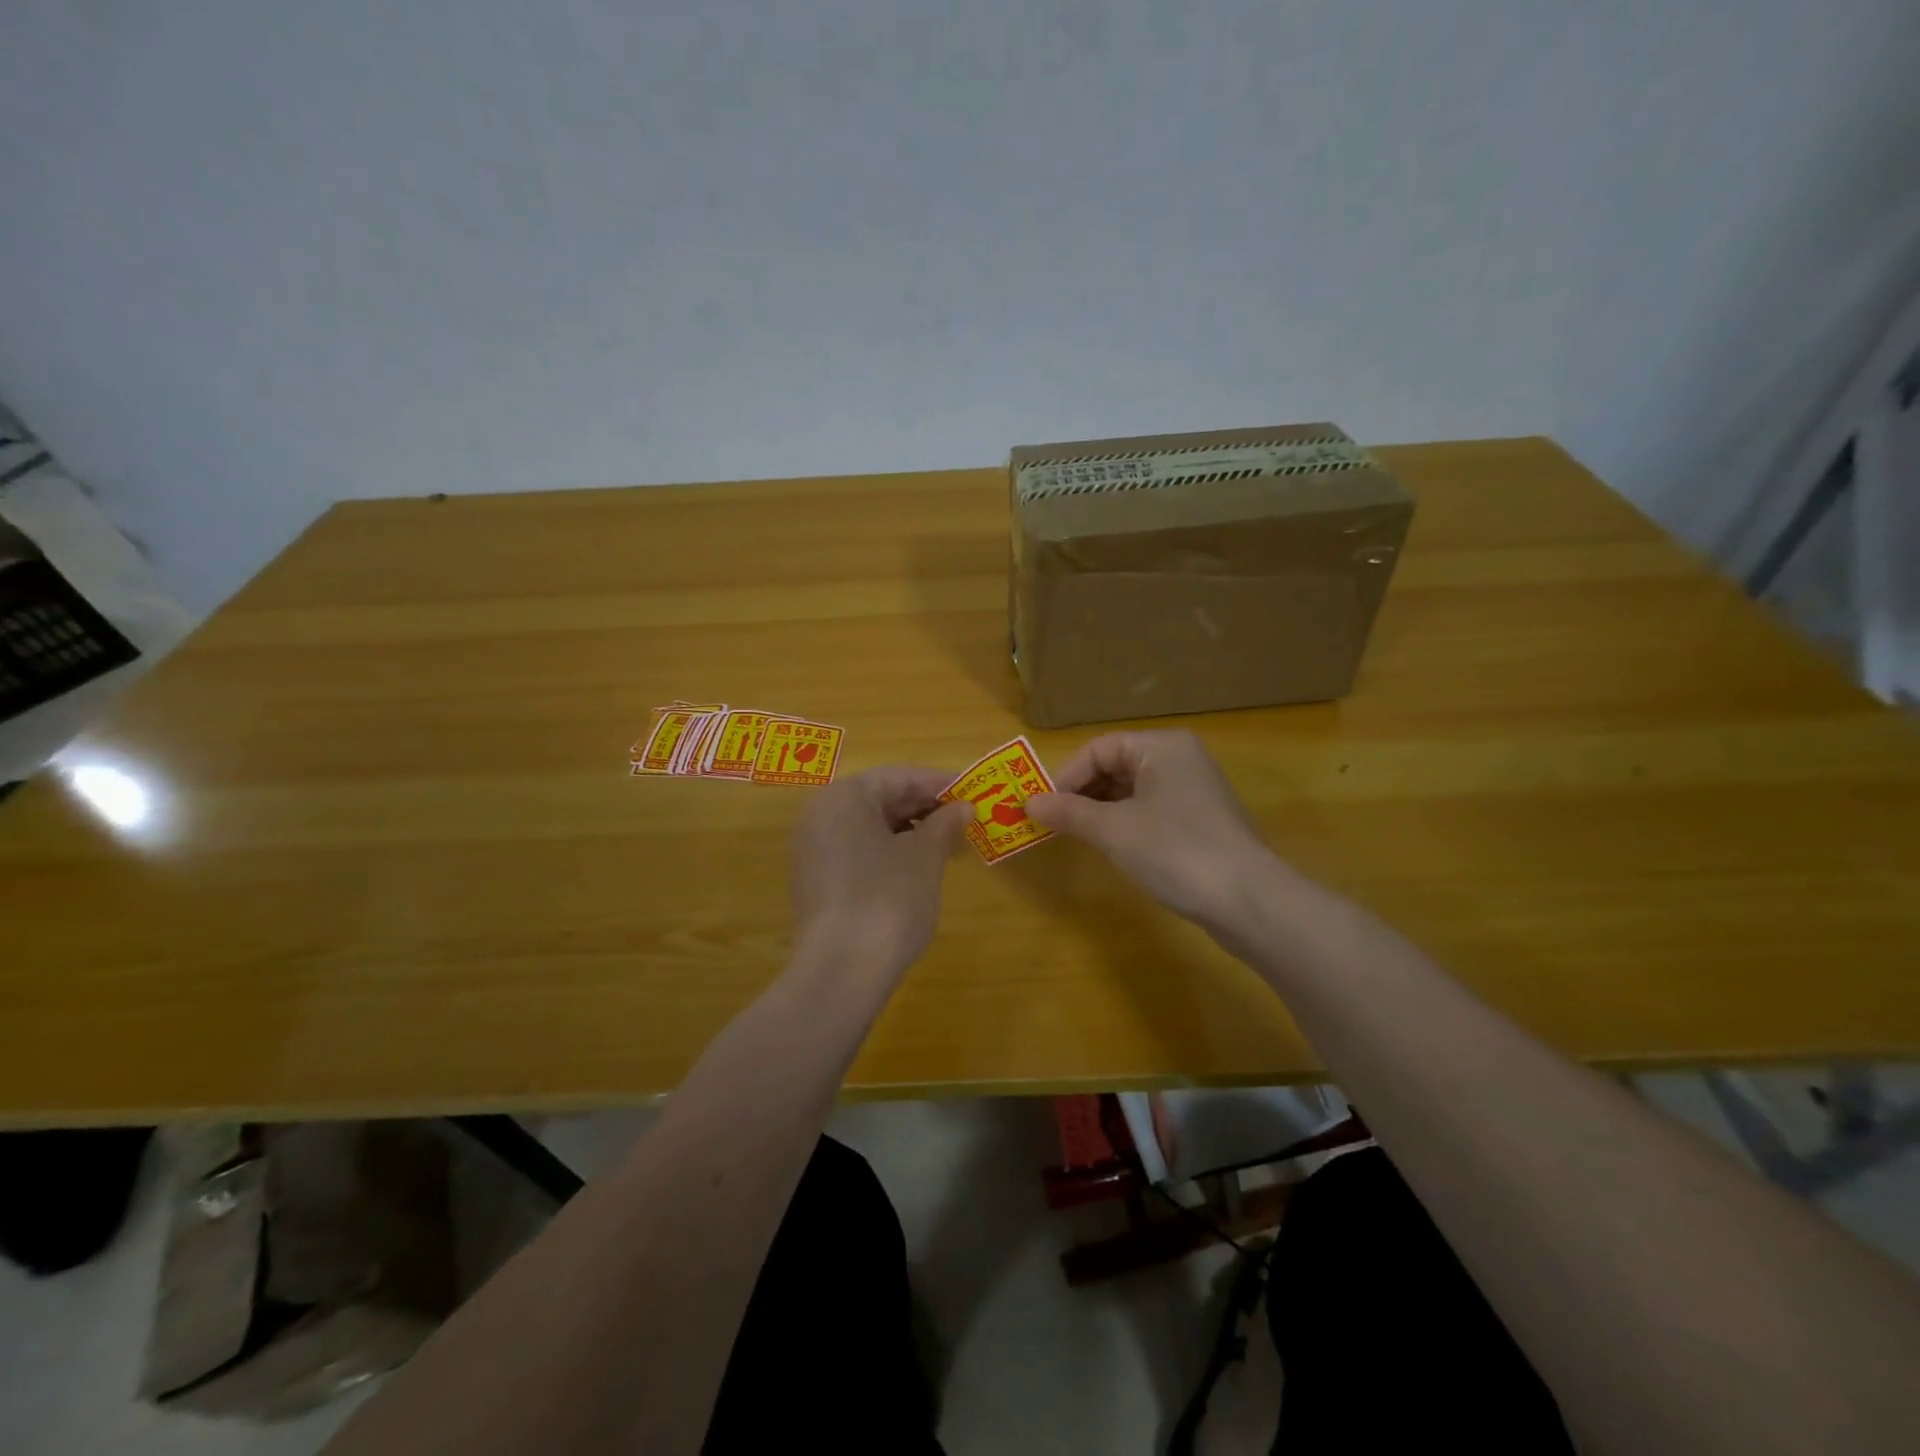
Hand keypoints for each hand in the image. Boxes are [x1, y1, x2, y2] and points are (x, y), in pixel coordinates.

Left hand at [788, 766, 971, 976]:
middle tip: (964, 821)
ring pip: (869, 828)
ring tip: (948, 847)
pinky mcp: (815, 882)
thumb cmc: (888, 899)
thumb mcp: (925, 857)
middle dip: (925, 808)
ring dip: (910, 832)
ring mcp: (813, 850)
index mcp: (844, 797)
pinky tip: (918, 870)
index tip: (972, 792)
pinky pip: (857, 852)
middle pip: (880, 799)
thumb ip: (945, 824)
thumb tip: (963, 808)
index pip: (898, 777)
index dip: (938, 783)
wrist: (841, 972)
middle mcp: (820, 815)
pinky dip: (889, 853)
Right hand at [1026, 730, 1276, 926]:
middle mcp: (1180, 758)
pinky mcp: (1201, 820)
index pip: (1099, 749)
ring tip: (1076, 836)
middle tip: (1054, 823)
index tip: (1043, 809)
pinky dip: (1125, 822)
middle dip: (1082, 793)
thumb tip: (1028, 803)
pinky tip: (1111, 846)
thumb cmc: (1175, 851)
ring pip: (1132, 790)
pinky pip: (1150, 809)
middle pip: (1116, 765)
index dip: (1066, 777)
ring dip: (1101, 810)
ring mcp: (1194, 789)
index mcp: (1162, 746)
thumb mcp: (1114, 830)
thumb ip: (1069, 812)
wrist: (1248, 901)